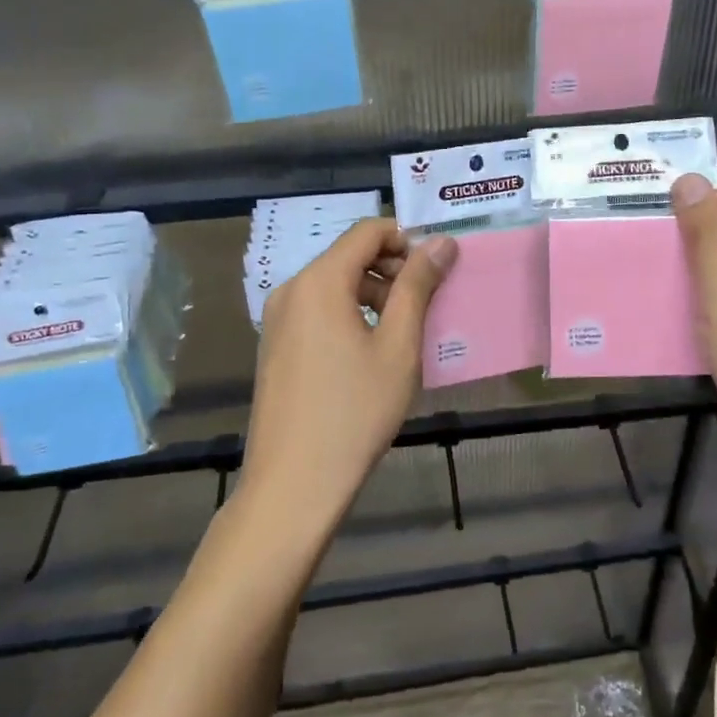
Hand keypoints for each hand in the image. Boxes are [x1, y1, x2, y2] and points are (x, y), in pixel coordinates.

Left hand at [240, 219, 456, 537]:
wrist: (293, 485)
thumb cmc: (354, 411)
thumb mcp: (398, 346)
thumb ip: (418, 286)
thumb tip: (440, 242)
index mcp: (319, 282)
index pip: (367, 231)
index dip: (407, 238)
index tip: (438, 266)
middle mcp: (291, 290)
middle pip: (349, 256)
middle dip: (393, 267)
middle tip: (429, 301)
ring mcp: (278, 320)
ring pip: (335, 284)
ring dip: (375, 293)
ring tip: (407, 330)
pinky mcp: (276, 347)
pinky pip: (319, 311)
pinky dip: (351, 314)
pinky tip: (374, 352)